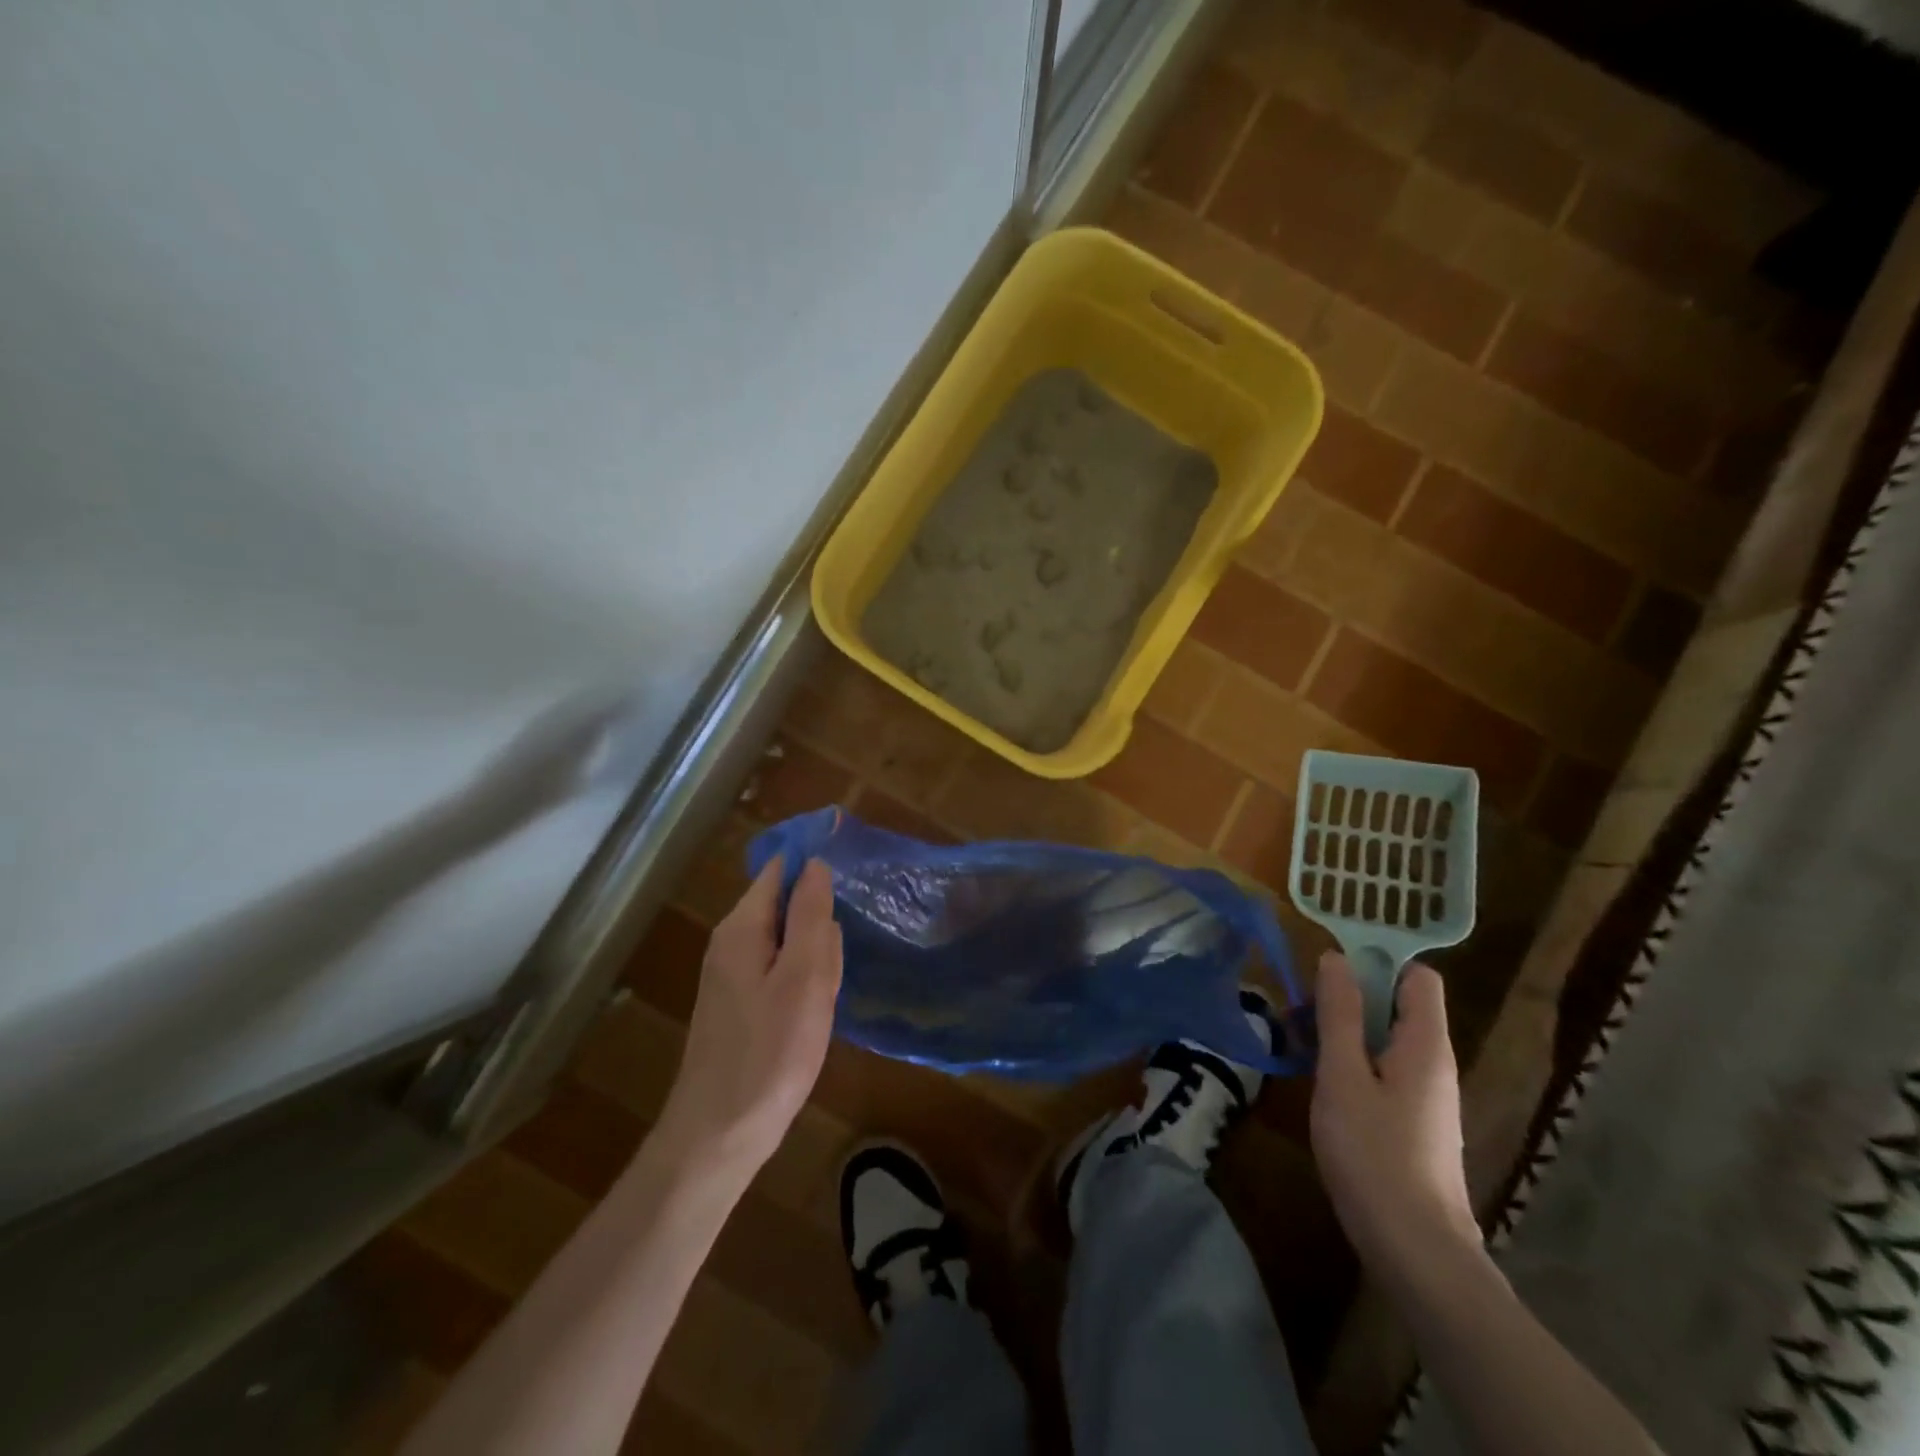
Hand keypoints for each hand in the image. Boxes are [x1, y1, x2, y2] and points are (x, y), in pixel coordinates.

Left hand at [656, 856, 842, 1174]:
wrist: (720, 1134)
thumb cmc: (770, 1052)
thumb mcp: (803, 977)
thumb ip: (811, 915)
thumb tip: (816, 863)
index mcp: (743, 927)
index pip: (782, 869)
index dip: (816, 864)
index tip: (855, 878)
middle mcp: (732, 942)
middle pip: (790, 907)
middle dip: (820, 930)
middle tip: (829, 976)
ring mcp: (734, 974)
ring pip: (792, 944)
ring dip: (816, 965)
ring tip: (821, 1005)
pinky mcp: (742, 1003)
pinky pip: (783, 974)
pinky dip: (805, 988)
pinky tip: (810, 1020)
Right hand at [1310, 952, 1480, 1286]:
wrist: (1416, 1251)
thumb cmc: (1374, 1154)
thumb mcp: (1343, 1075)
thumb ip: (1340, 1014)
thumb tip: (1336, 958)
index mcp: (1426, 1045)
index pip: (1419, 976)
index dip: (1379, 960)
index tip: (1330, 963)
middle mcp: (1435, 1063)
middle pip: (1400, 1005)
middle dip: (1352, 995)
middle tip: (1301, 1003)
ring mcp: (1427, 1096)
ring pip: (1388, 1039)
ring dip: (1347, 1029)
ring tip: (1299, 1036)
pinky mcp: (1414, 1123)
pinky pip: (1385, 1069)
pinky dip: (1354, 1060)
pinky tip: (1321, 1079)